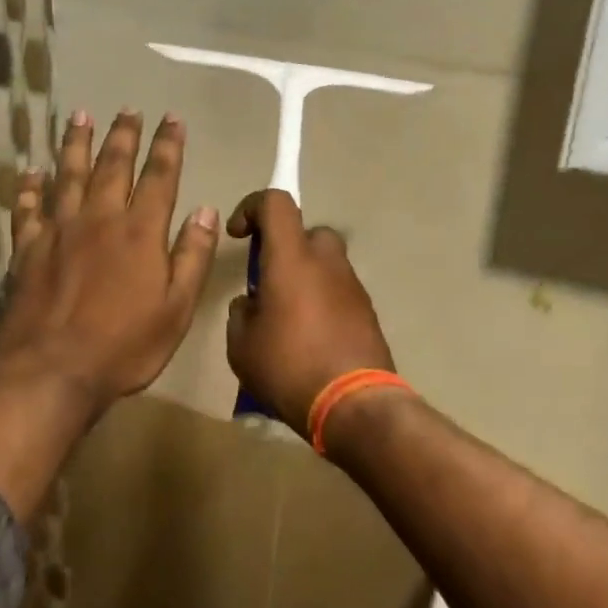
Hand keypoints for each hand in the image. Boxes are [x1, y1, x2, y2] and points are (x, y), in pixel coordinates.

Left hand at [0, 109, 219, 424]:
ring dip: (76, 144)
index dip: (168, 146)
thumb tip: (206, 211)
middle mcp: (98, 219)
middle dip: (123, 135)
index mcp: (139, 232)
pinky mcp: (26, 251)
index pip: (159, 177)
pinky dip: (30, 187)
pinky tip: (31, 172)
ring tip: (80, 116)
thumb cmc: (124, 346)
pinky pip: (27, 209)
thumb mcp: (176, 308)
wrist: (52, 373)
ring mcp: (57, 232)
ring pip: (68, 175)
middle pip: (112, 166)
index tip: (172, 118)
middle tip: (127, 109)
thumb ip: (192, 256)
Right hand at [224, 189, 396, 437]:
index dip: (253, 207)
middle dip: (285, 249)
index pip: (276, 203)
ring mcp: (352, 285)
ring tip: (287, 319)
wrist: (353, 404)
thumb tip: (252, 304)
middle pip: (307, 233)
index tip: (240, 235)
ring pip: (325, 263)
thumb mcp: (242, 346)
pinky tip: (311, 338)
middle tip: (268, 283)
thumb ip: (241, 314)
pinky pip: (338, 291)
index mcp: (292, 258)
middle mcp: (326, 261)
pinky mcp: (368, 310)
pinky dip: (323, 300)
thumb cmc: (288, 367)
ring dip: (305, 277)